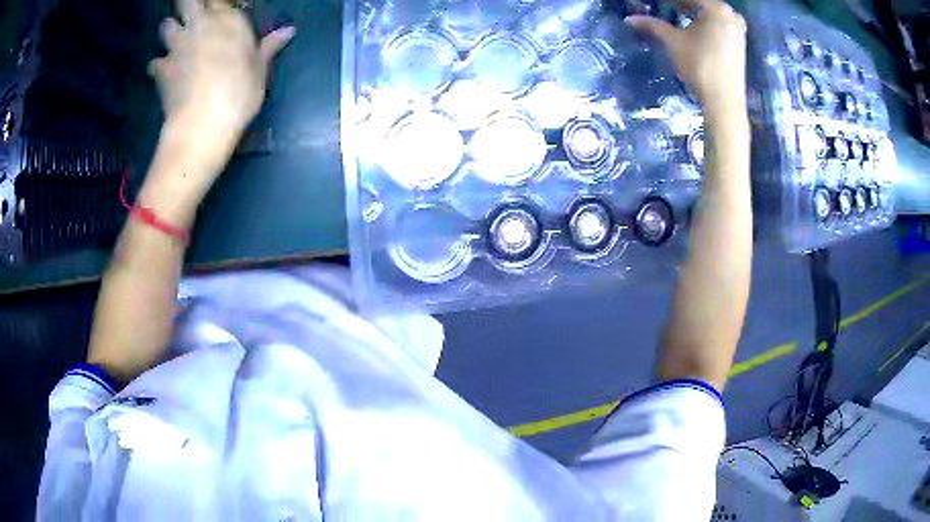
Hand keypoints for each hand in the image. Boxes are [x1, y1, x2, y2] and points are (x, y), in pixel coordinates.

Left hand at [149, 0, 294, 146]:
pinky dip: (158, 67)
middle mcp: (201, 24)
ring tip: (176, 41)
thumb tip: (289, 30)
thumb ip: (268, 47)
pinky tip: (163, 75)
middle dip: (188, 5)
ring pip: (166, 25)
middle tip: (193, 16)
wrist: (202, 123)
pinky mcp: (160, 68)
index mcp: (229, 20)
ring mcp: (177, 45)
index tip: (224, 10)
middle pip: (188, 1)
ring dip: (170, 30)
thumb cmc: (238, 94)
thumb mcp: (260, 71)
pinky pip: (154, 62)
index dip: (218, 3)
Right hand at [626, 0, 746, 115]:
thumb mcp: (674, 42)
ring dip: (693, 12)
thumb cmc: (700, 66)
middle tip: (665, 8)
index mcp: (717, 8)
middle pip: (701, 3)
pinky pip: (719, 24)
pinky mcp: (740, 43)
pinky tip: (693, 27)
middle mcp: (731, 15)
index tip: (657, 3)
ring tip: (676, 15)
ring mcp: (738, 29)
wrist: (724, 101)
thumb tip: (628, 20)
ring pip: (710, 13)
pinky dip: (705, 22)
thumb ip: (653, 26)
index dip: (669, 1)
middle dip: (682, 4)